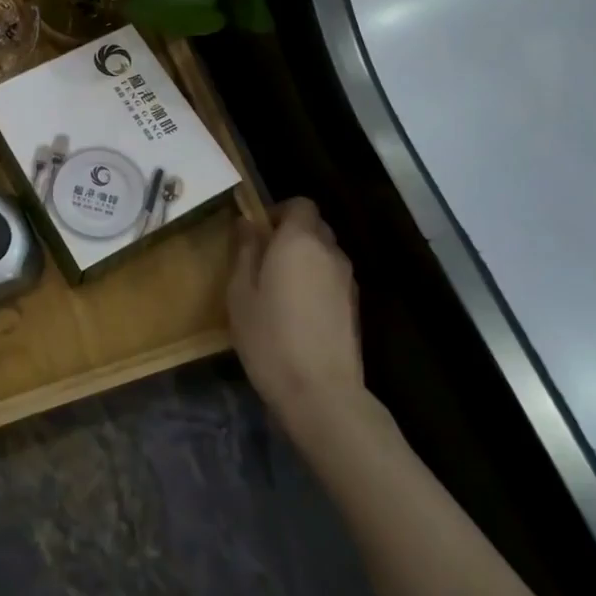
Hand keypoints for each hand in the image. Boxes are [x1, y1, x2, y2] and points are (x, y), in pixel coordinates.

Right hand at [228, 199, 366, 438]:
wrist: (320, 392)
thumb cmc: (269, 336)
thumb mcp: (240, 291)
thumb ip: (245, 250)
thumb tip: (247, 223)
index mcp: (299, 240)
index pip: (299, 204)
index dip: (278, 211)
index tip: (257, 232)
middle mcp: (329, 252)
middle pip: (314, 227)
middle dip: (290, 234)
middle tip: (262, 260)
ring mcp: (347, 280)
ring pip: (324, 254)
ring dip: (303, 259)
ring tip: (278, 288)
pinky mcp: (355, 307)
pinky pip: (331, 278)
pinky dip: (315, 282)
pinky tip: (297, 311)